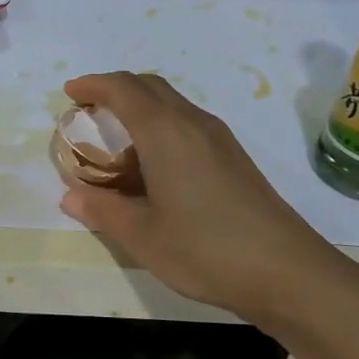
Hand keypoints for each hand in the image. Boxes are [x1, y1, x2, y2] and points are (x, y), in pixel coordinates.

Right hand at [58, 71, 349, 327]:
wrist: (288, 273)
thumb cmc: (206, 250)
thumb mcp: (143, 236)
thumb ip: (103, 210)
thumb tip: (70, 195)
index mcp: (166, 133)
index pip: (123, 89)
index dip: (93, 85)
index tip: (69, 93)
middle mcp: (193, 124)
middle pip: (149, 87)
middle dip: (114, 90)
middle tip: (87, 114)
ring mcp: (219, 139)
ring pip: (171, 104)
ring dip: (139, 109)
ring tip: (114, 142)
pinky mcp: (234, 158)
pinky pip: (187, 124)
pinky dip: (159, 128)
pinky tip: (152, 167)